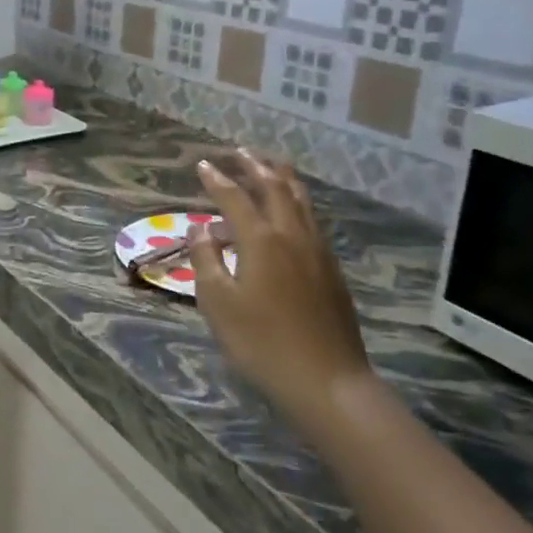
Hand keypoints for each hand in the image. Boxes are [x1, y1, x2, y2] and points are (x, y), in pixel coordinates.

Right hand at [190, 151, 372, 429]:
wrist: (326, 380)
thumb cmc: (261, 342)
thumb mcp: (218, 303)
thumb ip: (206, 260)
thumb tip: (200, 229)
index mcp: (261, 241)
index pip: (235, 198)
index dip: (218, 179)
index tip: (203, 165)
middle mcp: (292, 236)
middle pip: (276, 189)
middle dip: (256, 167)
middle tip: (240, 152)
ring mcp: (318, 251)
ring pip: (301, 201)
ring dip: (283, 179)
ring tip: (271, 165)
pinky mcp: (332, 270)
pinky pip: (312, 220)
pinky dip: (297, 203)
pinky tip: (292, 212)